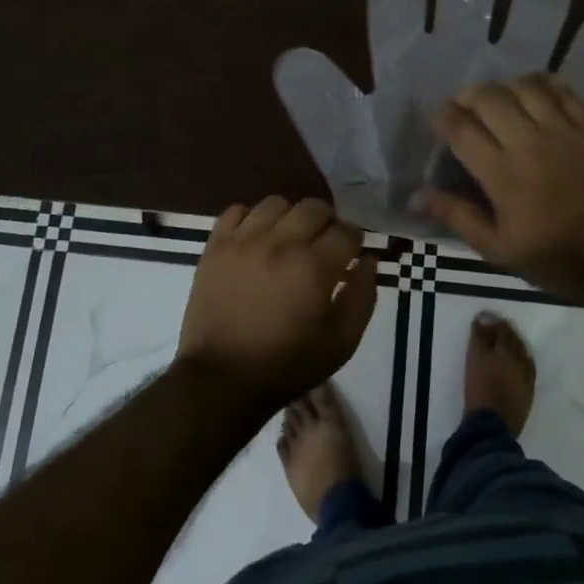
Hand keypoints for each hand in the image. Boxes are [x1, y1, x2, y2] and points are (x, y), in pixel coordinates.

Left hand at [177, 197, 378, 415]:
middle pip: (314, 207)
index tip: (351, 254)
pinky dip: (251, 219)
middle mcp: (280, 242)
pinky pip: (236, 211)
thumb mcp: (341, 342)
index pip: (346, 231)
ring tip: (288, 239)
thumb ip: (362, 297)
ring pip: (276, 203)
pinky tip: (256, 239)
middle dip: (327, 222)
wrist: (222, 379)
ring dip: (290, 217)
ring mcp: (243, 240)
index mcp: (314, 266)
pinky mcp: (215, 246)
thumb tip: (368, 261)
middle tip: (323, 244)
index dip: (354, 241)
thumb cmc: (287, 365)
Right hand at [422, 73, 583, 300]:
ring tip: (496, 100)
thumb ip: (457, 216)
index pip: (461, 128)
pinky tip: (531, 92)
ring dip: (502, 87)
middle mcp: (528, 142)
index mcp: (502, 173)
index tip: (437, 123)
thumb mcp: (497, 249)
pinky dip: (541, 83)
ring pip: (523, 86)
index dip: (443, 118)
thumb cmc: (555, 257)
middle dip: (467, 96)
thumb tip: (416, 196)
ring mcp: (562, 130)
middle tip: (462, 109)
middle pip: (488, 97)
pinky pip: (561, 90)